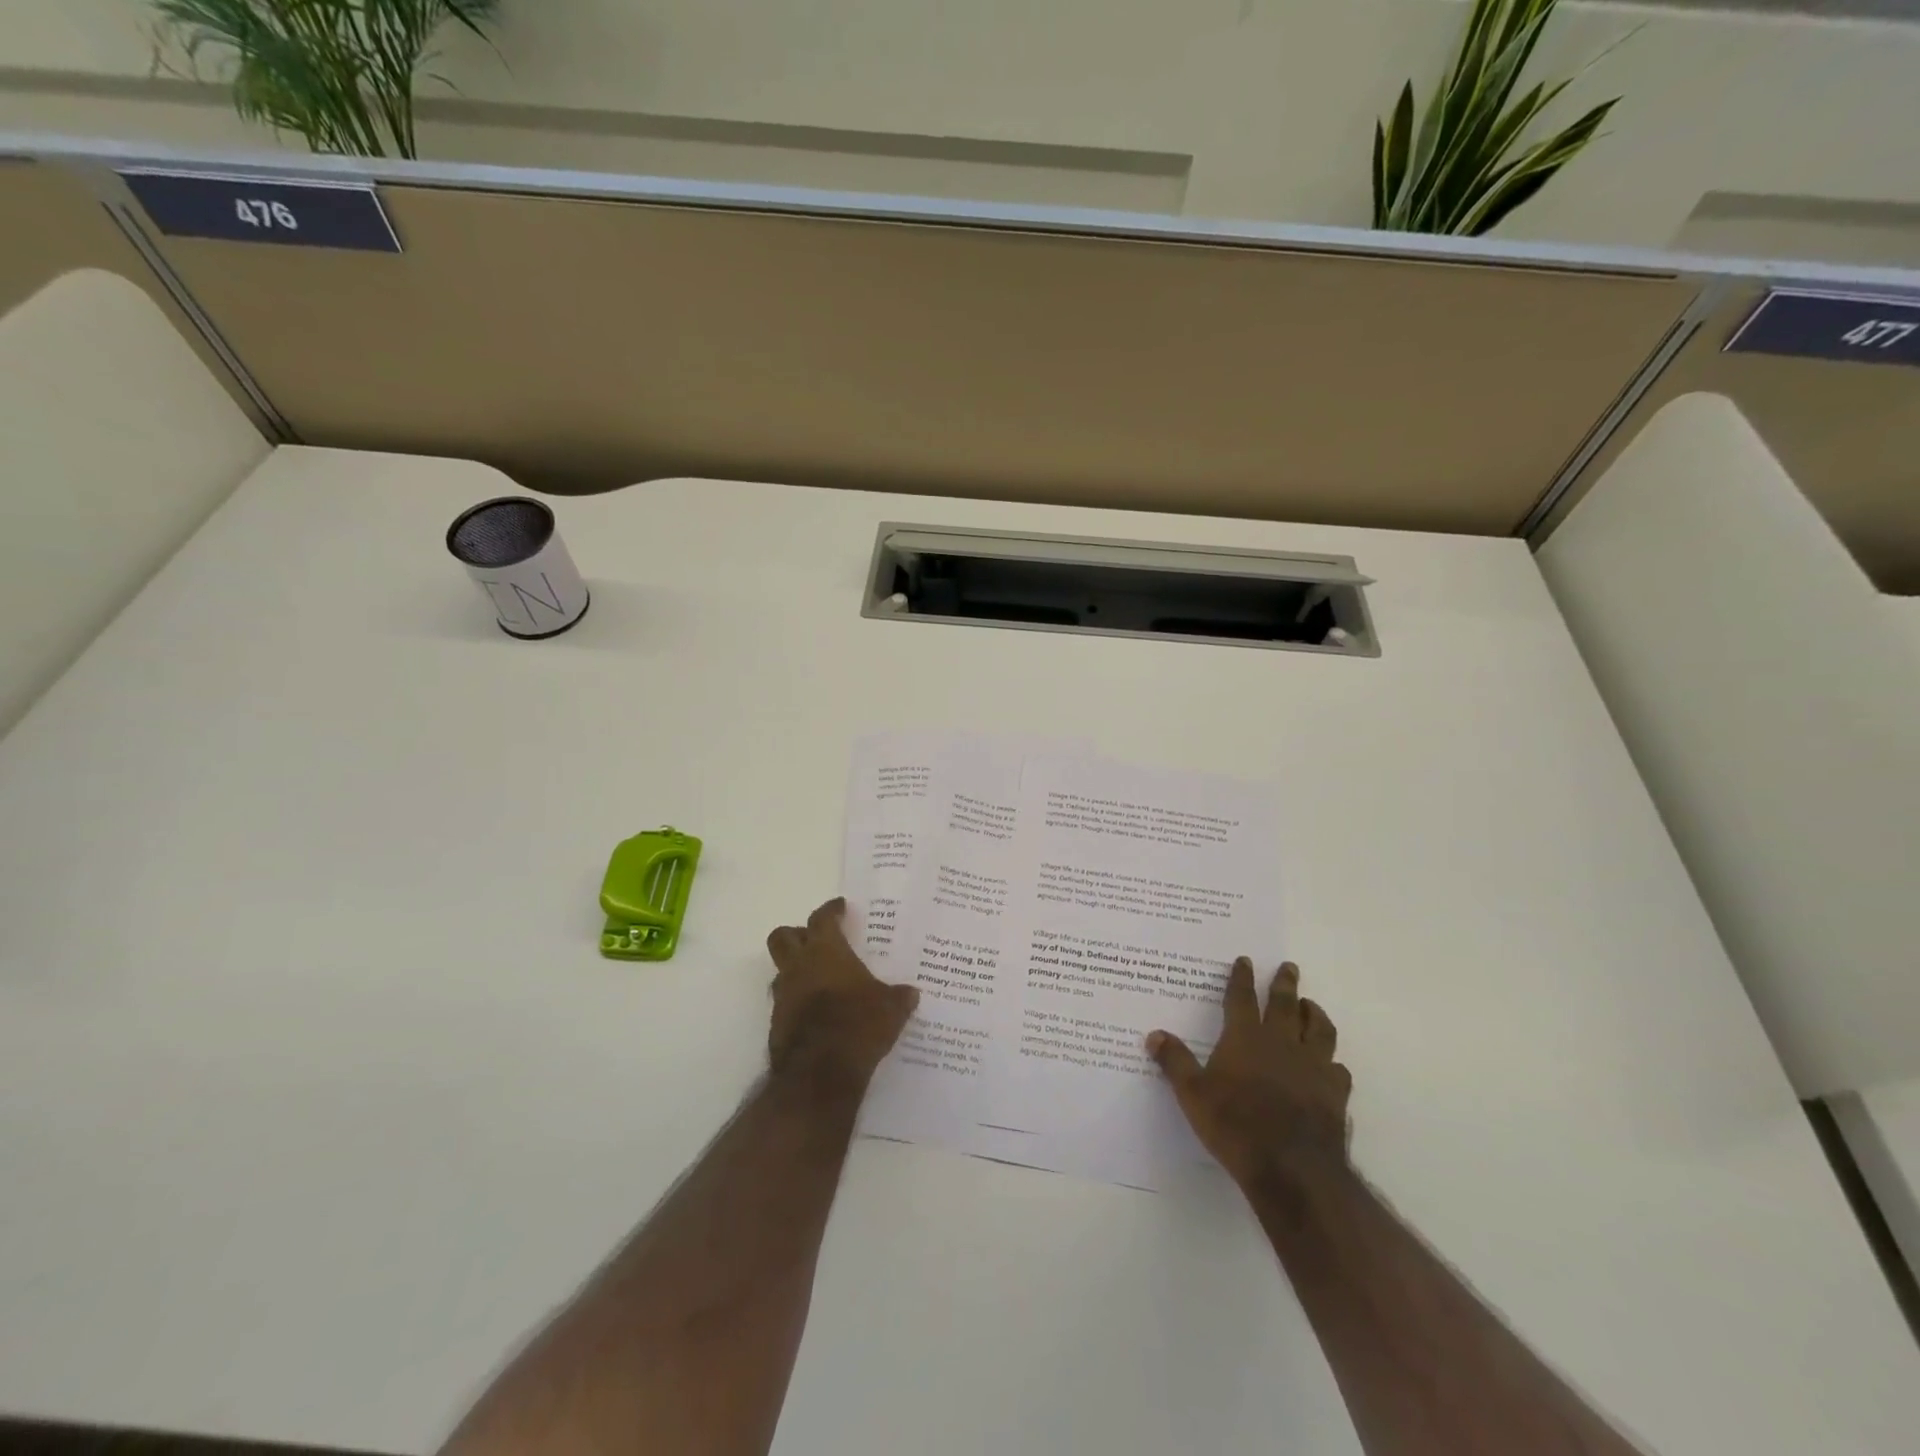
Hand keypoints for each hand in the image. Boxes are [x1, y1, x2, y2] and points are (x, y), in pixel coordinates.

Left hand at [766, 898, 919, 1089]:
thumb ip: (899, 996)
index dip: (831, 910)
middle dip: (797, 934)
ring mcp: (783, 996)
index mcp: (826, 952)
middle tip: (816, 939)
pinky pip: (784, 1003)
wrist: (820, 1072)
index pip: (822, 918)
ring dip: (795, 970)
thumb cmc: (859, 1025)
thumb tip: (911, 993)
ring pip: (780, 970)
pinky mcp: (776, 1024)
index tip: (839, 907)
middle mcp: (799, 967)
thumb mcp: (891, 1008)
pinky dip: (796, 1002)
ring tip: (818, 979)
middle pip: (783, 937)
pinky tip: (816, 1013)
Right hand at [1147, 959, 1351, 1190]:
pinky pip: (1337, 1069)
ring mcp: (1312, 1067)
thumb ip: (1175, 1062)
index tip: (1245, 960)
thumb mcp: (1192, 1094)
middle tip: (1289, 967)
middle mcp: (1281, 1043)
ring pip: (1319, 1030)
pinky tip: (1330, 1065)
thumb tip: (1154, 1035)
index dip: (1242, 978)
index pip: (1241, 998)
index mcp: (1245, 1038)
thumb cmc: (1235, 1125)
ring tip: (1311, 1006)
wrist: (1292, 1168)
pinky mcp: (1334, 1093)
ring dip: (1315, 1014)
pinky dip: (1332, 1062)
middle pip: (1285, 1004)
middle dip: (1285, 983)